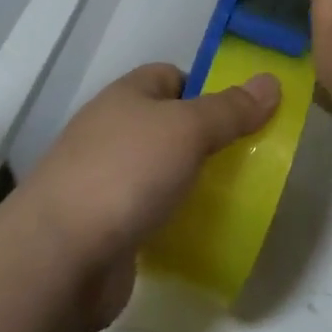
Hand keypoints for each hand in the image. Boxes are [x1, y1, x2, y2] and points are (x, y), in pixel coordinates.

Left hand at [18, 63, 279, 325]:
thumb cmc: (126, 174)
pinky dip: (174, 218)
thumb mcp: (187, 130)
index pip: (171, 76)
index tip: (242, 113)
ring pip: (161, 171)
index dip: (207, 87)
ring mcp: (105, 181)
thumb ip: (230, 109)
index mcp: (126, 97)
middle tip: (249, 157)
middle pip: (168, 125)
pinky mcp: (106, 226)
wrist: (60, 256)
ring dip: (192, 181)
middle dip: (207, 139)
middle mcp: (111, 133)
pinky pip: (150, 212)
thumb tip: (271, 82)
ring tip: (234, 195)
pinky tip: (201, 231)